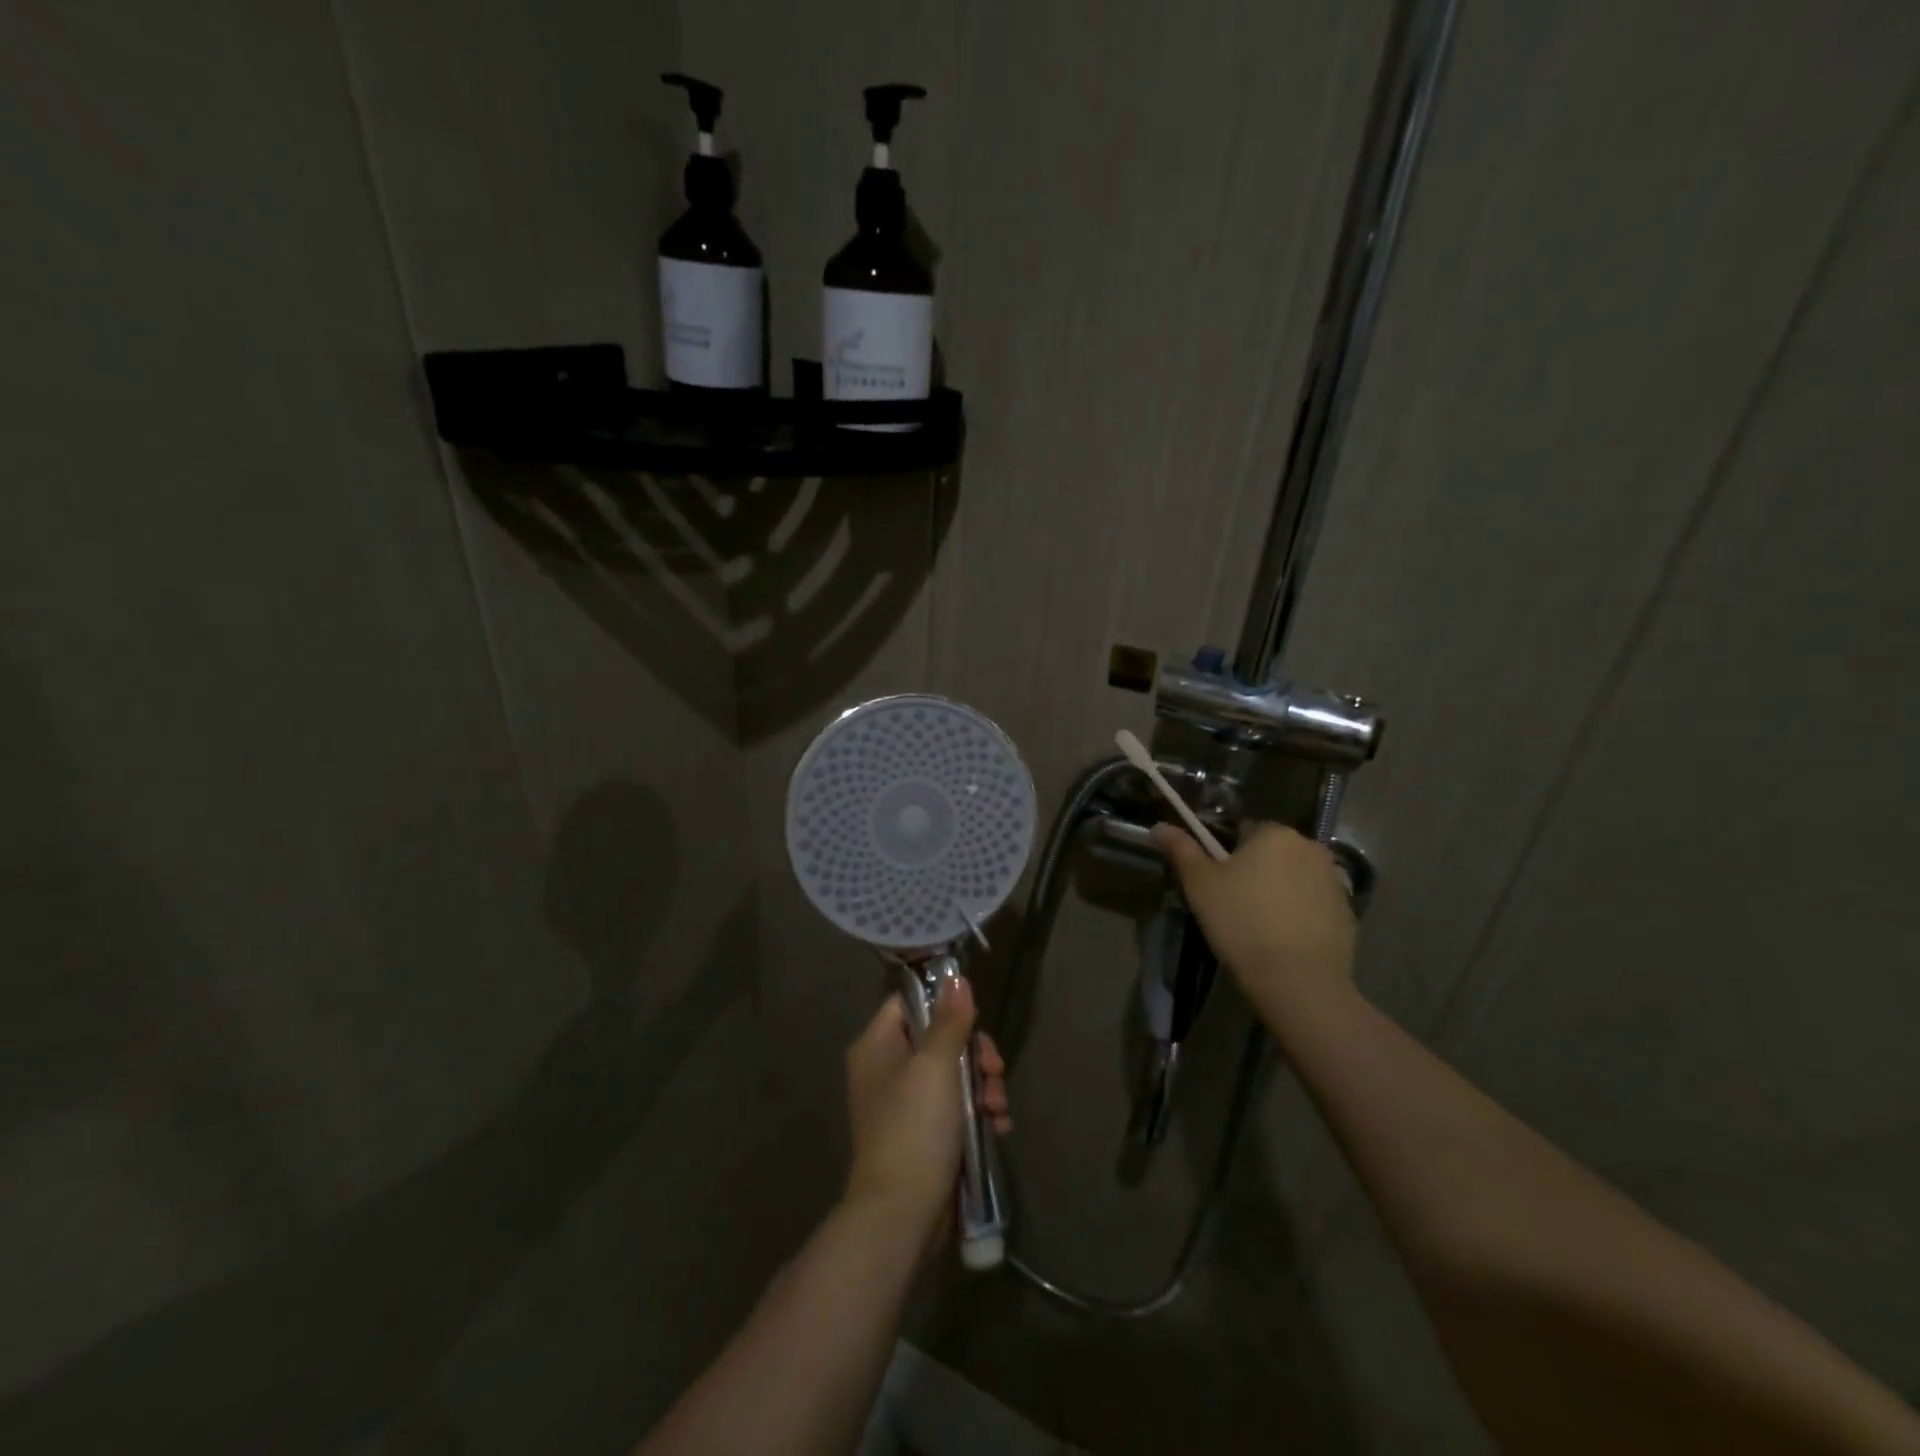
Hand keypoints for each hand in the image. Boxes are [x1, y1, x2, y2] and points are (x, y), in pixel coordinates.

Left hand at [843, 977, 1010, 1238]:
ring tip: (999, 1107)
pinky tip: (998, 1125)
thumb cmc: (914, 1128)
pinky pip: (955, 1108)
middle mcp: (886, 1070)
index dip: (944, 1005)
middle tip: (994, 1070)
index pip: (910, 1003)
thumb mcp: (936, 1066)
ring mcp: (905, 1105)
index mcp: (877, 1046)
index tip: (975, 1018)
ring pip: (953, 1074)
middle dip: (975, 1054)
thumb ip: (949, 1020)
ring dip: (983, 1086)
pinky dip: (978, 1113)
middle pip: (939, 1039)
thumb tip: (956, 977)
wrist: (901, 1215)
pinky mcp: (923, 1135)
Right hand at [1151, 821, 1356, 1002]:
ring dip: (1278, 893)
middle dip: (1255, 873)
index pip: (1243, 832)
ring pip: (1293, 879)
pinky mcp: (1348, 913)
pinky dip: (1299, 916)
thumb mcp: (1199, 885)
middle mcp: (1311, 847)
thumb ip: (1180, 850)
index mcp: (1275, 832)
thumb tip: (1158, 826)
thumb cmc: (1240, 922)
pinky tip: (1284, 942)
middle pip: (1271, 854)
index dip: (1225, 858)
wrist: (1297, 981)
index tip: (1217, 886)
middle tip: (1233, 907)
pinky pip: (1314, 905)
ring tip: (1259, 928)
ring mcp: (1335, 881)